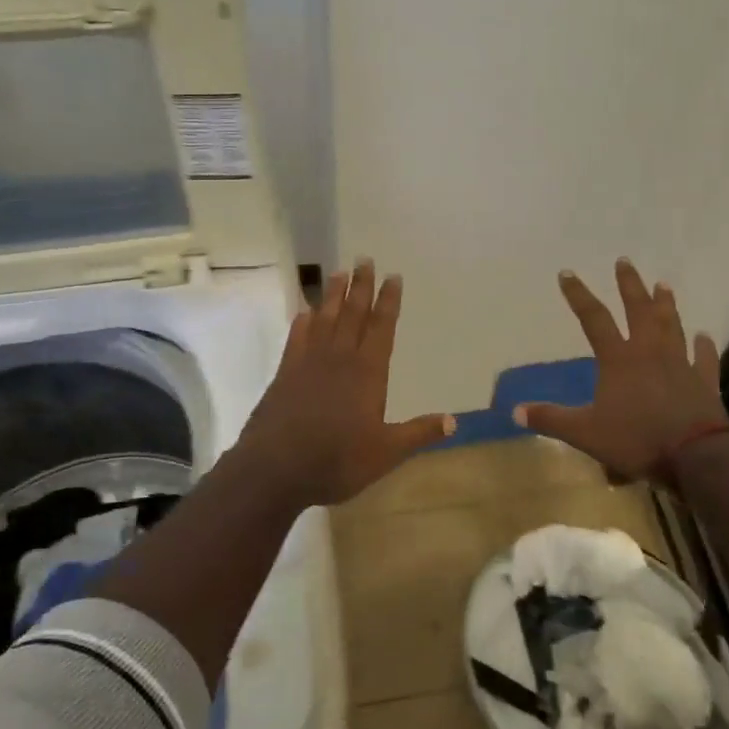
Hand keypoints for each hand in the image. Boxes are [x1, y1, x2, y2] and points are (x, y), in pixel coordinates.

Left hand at [231, 259, 454, 504]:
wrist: (275, 469)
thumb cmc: (337, 460)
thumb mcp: (386, 452)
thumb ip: (418, 433)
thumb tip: (453, 421)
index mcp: (367, 372)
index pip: (381, 327)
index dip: (388, 301)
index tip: (393, 276)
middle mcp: (339, 358)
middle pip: (352, 314)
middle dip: (361, 286)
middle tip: (364, 260)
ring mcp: (308, 363)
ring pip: (324, 319)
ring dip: (332, 295)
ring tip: (338, 272)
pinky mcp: (285, 373)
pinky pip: (296, 338)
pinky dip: (303, 322)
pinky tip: (304, 312)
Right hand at [513, 259, 728, 482]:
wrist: (695, 456)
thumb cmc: (636, 439)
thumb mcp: (585, 433)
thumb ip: (551, 420)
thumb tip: (515, 411)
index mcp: (618, 359)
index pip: (594, 319)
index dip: (578, 295)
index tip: (567, 273)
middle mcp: (649, 352)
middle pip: (638, 310)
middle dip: (629, 285)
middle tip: (624, 261)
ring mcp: (680, 364)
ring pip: (672, 326)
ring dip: (666, 305)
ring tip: (663, 284)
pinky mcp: (704, 382)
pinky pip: (705, 359)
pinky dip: (704, 346)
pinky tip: (705, 336)